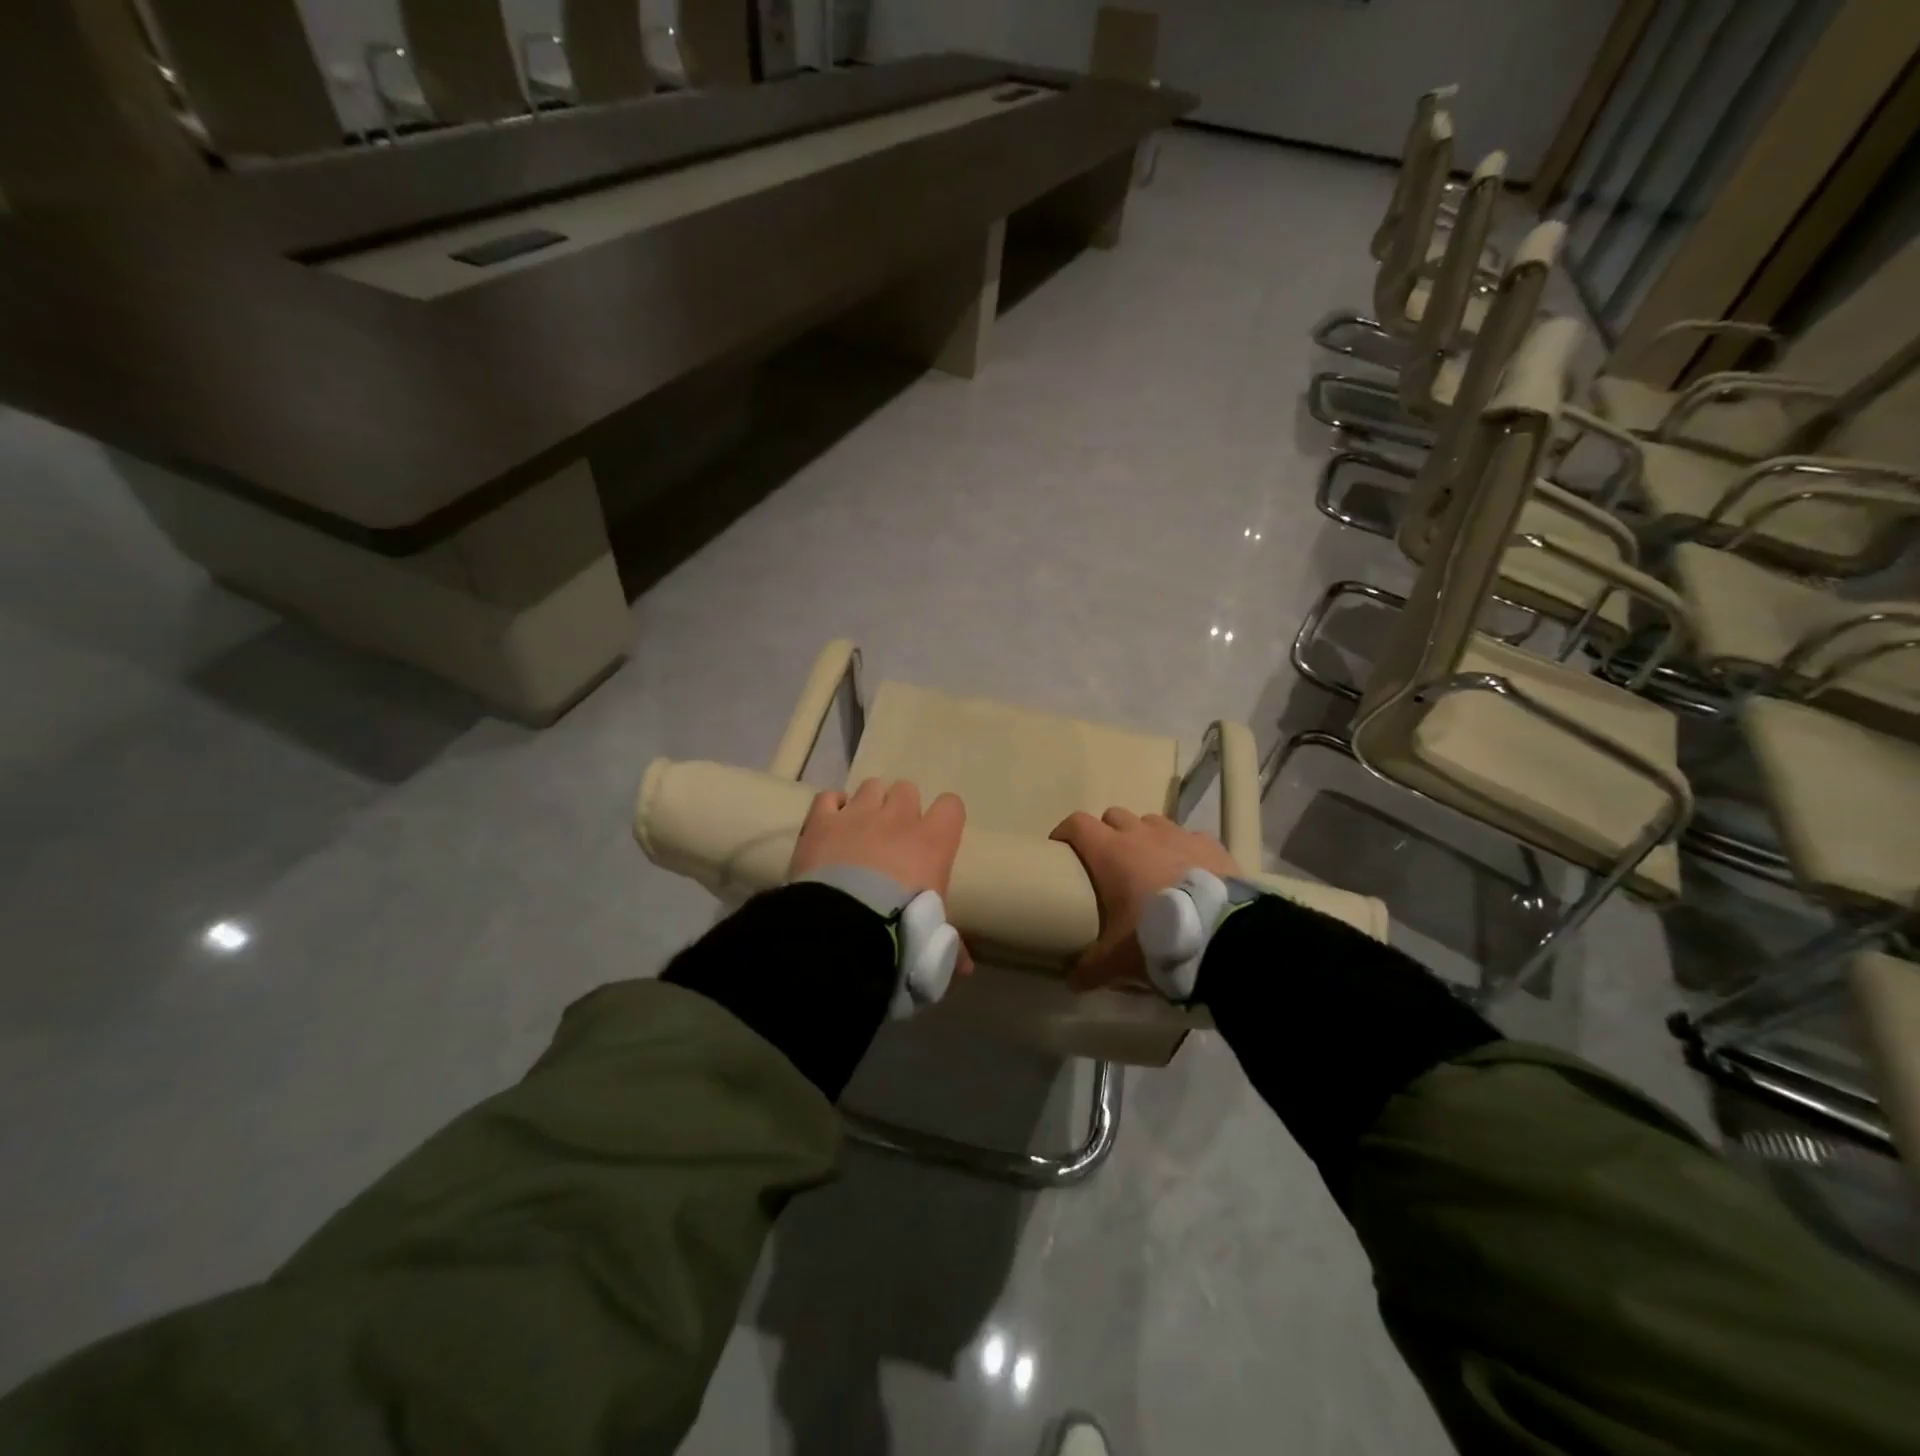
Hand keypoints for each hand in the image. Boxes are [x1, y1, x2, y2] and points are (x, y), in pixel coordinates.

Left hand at [790, 779, 971, 974]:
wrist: (843, 927)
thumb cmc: (900, 931)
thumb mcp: (932, 940)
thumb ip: (948, 946)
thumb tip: (966, 969)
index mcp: (933, 842)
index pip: (952, 806)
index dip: (945, 818)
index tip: (936, 836)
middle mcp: (898, 818)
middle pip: (907, 790)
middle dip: (902, 808)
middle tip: (894, 836)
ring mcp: (858, 814)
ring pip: (871, 787)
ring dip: (869, 804)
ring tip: (861, 829)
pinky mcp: (822, 821)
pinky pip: (828, 797)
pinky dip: (831, 807)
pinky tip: (830, 825)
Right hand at [1050, 808, 1239, 989]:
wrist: (1223, 936)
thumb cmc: (1156, 937)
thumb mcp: (1117, 960)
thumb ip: (1090, 969)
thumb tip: (1071, 982)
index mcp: (1110, 852)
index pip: (1077, 824)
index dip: (1065, 833)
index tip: (1060, 850)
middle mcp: (1141, 834)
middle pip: (1113, 817)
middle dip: (1107, 833)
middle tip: (1107, 864)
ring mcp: (1178, 835)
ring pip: (1151, 822)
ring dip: (1144, 838)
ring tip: (1148, 866)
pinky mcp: (1210, 844)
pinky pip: (1188, 837)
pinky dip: (1182, 849)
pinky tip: (1187, 872)